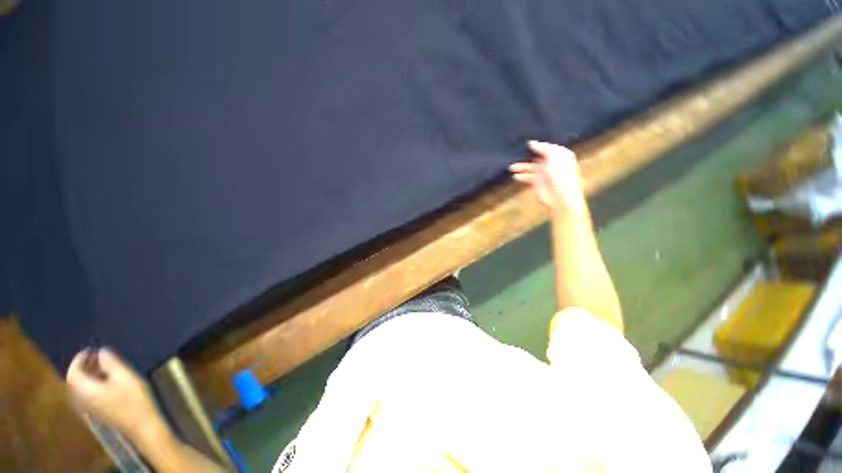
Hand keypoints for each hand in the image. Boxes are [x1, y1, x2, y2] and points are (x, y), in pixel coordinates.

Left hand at [66, 348, 163, 442]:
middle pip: (75, 381)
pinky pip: (87, 394)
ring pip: (81, 388)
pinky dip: (92, 384)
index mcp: (85, 390)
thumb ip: (111, 363)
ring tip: (103, 366)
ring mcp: (89, 407)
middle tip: (96, 356)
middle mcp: (82, 399)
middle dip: (83, 367)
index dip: (78, 360)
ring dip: (88, 375)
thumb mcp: (125, 377)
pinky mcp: (97, 411)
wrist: (141, 424)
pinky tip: (106, 381)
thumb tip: (102, 351)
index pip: (73, 373)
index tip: (89, 349)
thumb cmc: (133, 398)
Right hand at [509, 141, 587, 214]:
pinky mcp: (537, 183)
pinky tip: (515, 176)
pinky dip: (521, 176)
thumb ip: (542, 148)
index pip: (547, 147)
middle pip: (536, 157)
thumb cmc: (561, 174)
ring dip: (521, 167)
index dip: (538, 145)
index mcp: (560, 155)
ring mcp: (543, 173)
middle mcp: (551, 163)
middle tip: (516, 153)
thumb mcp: (554, 155)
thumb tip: (531, 143)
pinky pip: (527, 177)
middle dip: (527, 155)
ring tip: (511, 167)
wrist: (560, 196)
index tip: (526, 143)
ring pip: (529, 167)